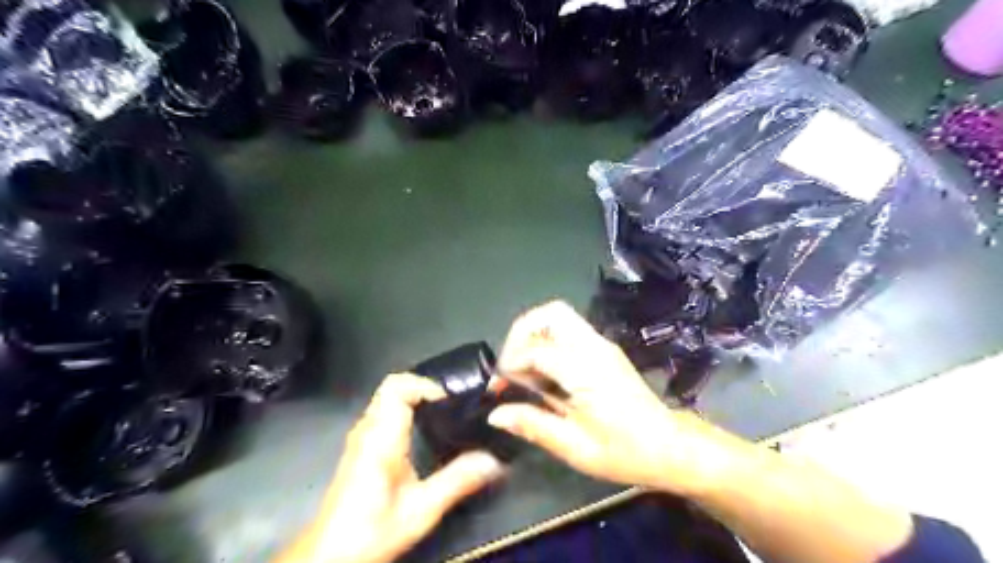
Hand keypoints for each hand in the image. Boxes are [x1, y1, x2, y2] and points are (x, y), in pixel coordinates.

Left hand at [273, 375, 504, 561]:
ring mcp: (360, 436)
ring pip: (386, 398)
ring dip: (415, 397)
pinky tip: (423, 430)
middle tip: (452, 402)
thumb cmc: (373, 530)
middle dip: (424, 387)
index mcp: (381, 437)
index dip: (426, 385)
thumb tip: (495, 461)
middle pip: (392, 386)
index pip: (397, 387)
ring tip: (444, 412)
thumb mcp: (421, 509)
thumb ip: (458, 481)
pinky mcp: (360, 447)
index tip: (451, 399)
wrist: (329, 557)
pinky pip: (383, 411)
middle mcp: (367, 429)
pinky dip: (405, 409)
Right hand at [486, 301, 742, 494]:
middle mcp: (594, 347)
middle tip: (510, 365)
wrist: (670, 447)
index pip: (537, 350)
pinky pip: (568, 331)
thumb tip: (495, 414)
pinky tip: (544, 374)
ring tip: (523, 369)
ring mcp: (601, 345)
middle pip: (551, 313)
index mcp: (587, 370)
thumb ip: (533, 425)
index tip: (497, 389)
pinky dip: (547, 342)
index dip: (510, 365)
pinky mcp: (604, 350)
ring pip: (559, 317)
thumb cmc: (625, 452)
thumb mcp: (575, 447)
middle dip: (521, 332)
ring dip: (533, 335)